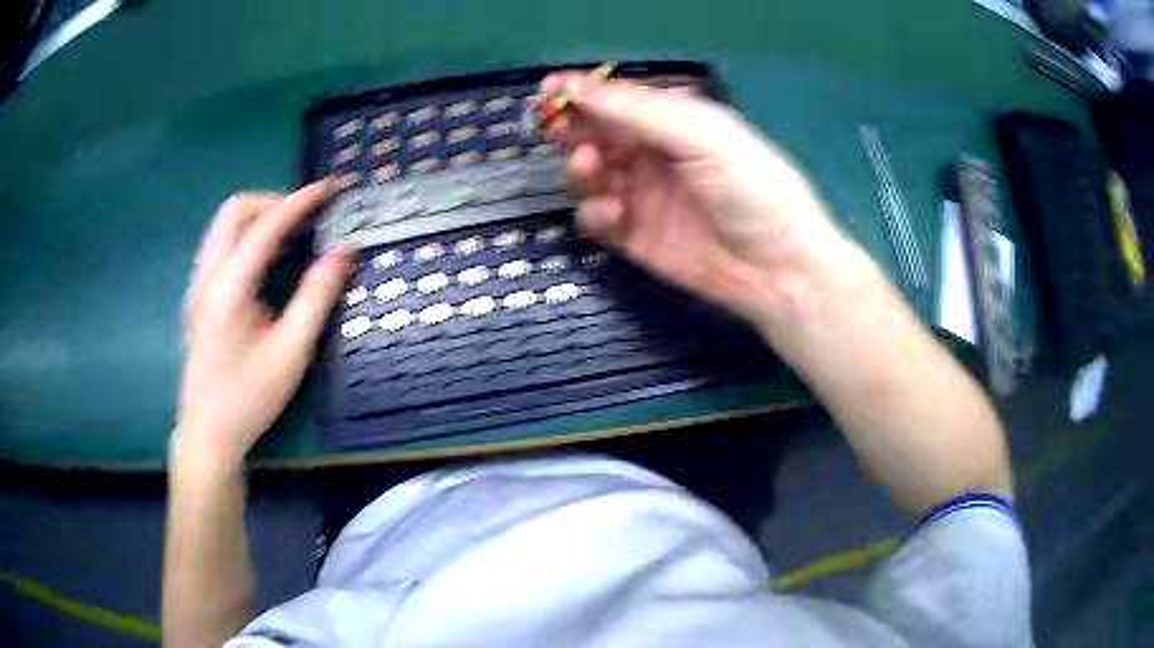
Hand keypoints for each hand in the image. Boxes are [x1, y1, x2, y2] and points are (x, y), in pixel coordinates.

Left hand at [173, 181, 352, 469]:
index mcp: (228, 287)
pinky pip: (221, 246)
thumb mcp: (292, 352)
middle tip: (307, 218)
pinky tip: (269, 263)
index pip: (265, 226)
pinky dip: (247, 238)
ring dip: (259, 219)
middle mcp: (207, 276)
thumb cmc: (250, 398)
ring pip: (224, 226)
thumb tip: (345, 250)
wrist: (208, 433)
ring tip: (294, 237)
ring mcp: (198, 285)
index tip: (330, 188)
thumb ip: (317, 296)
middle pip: (235, 211)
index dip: (300, 202)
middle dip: (273, 203)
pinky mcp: (198, 296)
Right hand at [543, 73, 870, 327]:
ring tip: (592, 168)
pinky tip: (615, 215)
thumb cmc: (753, 188)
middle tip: (555, 128)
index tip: (550, 90)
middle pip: (598, 134)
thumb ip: (642, 112)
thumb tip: (582, 89)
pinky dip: (596, 213)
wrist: (778, 269)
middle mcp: (655, 155)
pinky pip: (597, 219)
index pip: (620, 101)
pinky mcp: (635, 237)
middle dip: (573, 129)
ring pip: (590, 176)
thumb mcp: (706, 136)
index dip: (584, 93)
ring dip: (582, 169)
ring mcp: (643, 196)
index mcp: (676, 122)